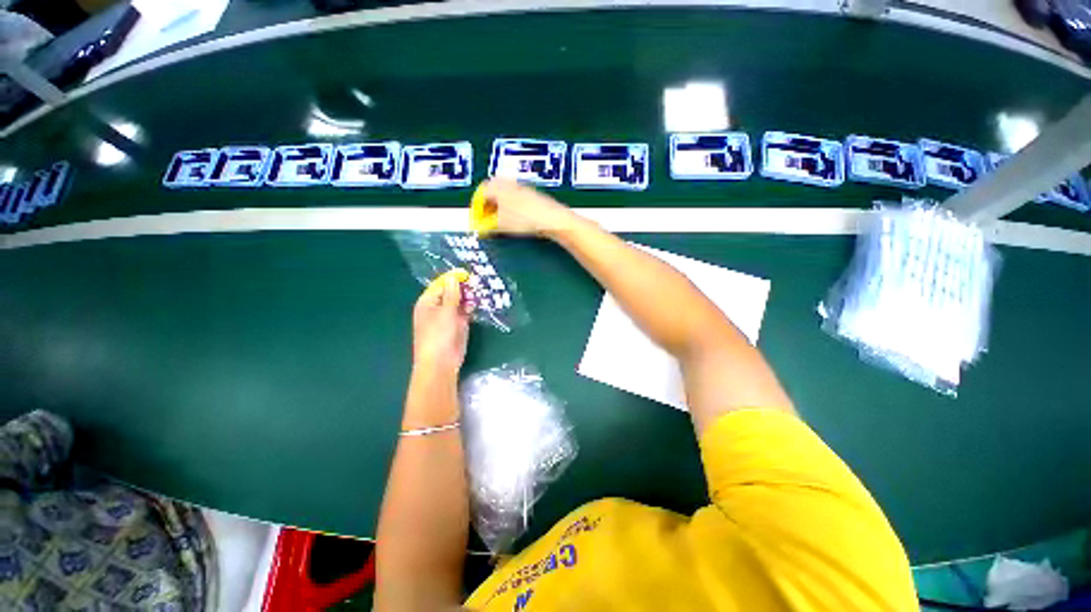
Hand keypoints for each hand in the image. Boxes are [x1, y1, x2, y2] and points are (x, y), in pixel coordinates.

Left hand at [412, 270, 471, 374]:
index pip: (441, 284)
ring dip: (468, 297)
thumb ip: (451, 293)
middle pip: (450, 292)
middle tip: (477, 283)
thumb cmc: (439, 335)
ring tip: (479, 292)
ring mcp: (447, 317)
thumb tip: (453, 276)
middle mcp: (436, 308)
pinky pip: (464, 312)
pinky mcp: (457, 326)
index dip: (453, 278)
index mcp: (427, 302)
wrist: (441, 363)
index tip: (468, 274)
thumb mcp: (446, 311)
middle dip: (463, 287)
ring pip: (459, 302)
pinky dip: (470, 308)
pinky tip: (477, 304)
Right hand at [471, 178, 576, 237]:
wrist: (552, 219)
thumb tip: (481, 228)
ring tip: (500, 223)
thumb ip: (487, 225)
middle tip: (486, 221)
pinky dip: (511, 209)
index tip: (477, 220)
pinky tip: (516, 221)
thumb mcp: (501, 224)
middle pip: (492, 192)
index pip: (480, 193)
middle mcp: (509, 183)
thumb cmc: (526, 218)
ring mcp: (522, 188)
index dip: (476, 208)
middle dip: (487, 207)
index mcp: (497, 186)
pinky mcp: (533, 196)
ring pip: (504, 196)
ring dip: (499, 209)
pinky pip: (516, 200)